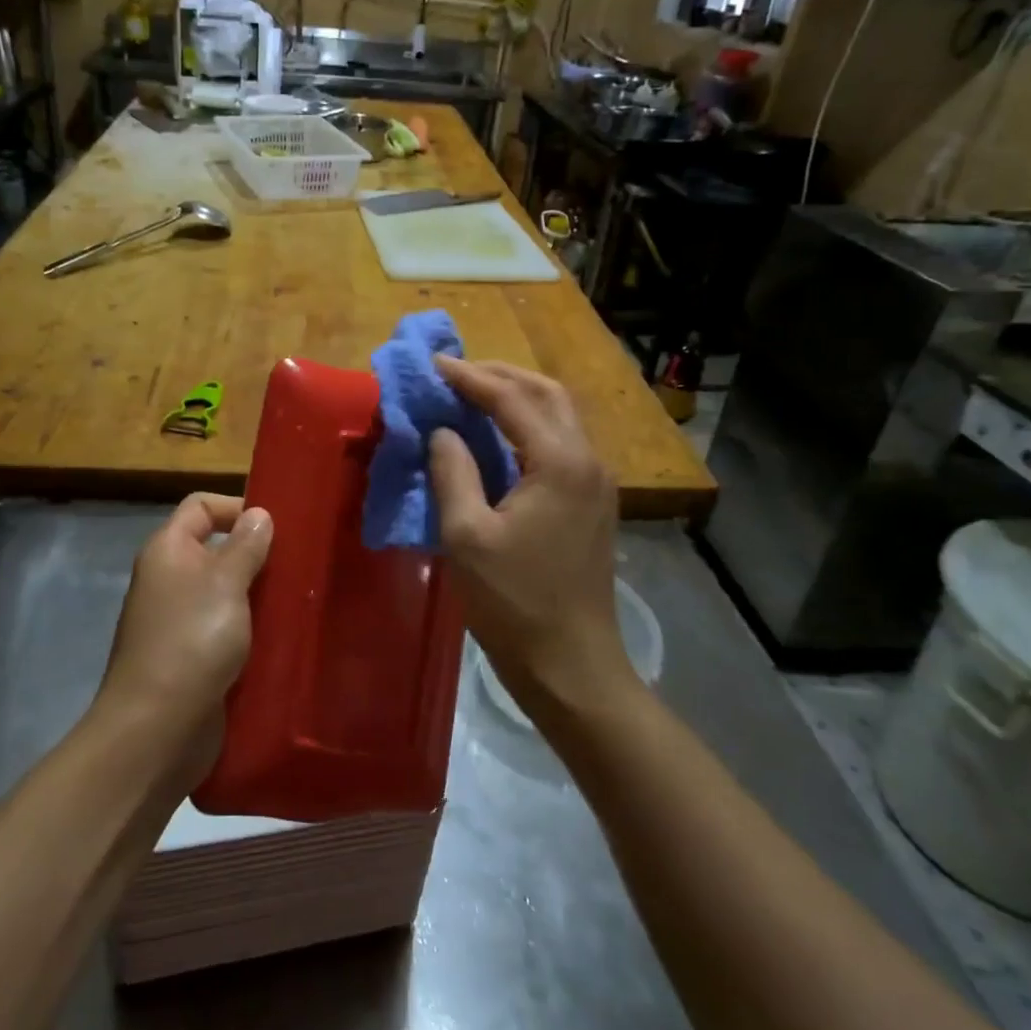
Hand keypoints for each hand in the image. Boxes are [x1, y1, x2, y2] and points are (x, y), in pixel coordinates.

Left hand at [98, 494, 272, 781]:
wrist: (157, 729)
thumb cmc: (192, 640)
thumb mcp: (226, 583)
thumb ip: (246, 545)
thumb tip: (259, 514)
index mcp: (168, 551)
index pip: (201, 506)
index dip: (236, 507)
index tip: (277, 526)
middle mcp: (169, 579)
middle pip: (215, 549)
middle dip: (256, 553)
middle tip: (298, 563)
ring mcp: (179, 621)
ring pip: (225, 592)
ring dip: (257, 594)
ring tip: (299, 598)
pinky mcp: (192, 657)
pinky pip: (226, 629)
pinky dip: (251, 629)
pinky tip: (283, 636)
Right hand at [428, 358, 630, 710]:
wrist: (573, 665)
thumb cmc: (514, 603)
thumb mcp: (467, 536)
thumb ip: (452, 472)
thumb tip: (443, 432)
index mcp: (559, 462)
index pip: (511, 399)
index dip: (469, 377)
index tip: (433, 364)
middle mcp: (587, 460)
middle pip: (546, 394)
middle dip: (501, 375)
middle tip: (456, 373)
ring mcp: (597, 482)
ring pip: (559, 416)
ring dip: (517, 397)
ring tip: (473, 395)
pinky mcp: (593, 503)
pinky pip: (561, 443)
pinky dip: (529, 426)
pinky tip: (500, 438)